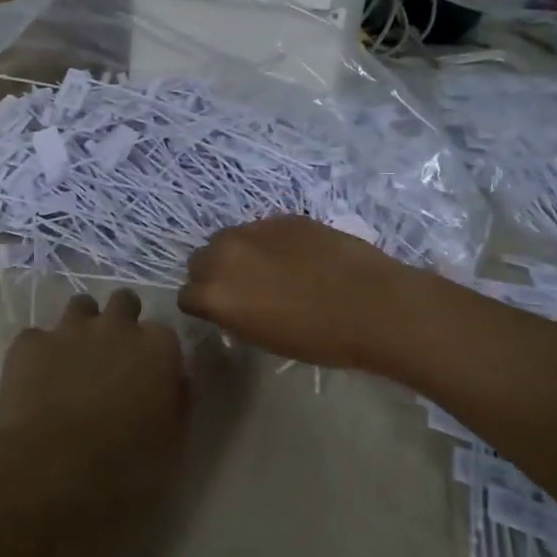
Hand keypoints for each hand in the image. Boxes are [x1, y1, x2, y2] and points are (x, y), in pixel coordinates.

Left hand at [0, 290, 189, 523]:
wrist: (52, 474)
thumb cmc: (125, 469)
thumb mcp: (172, 445)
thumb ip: (176, 403)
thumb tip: (174, 384)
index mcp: (158, 347)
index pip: (163, 335)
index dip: (154, 356)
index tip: (148, 378)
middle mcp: (116, 326)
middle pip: (123, 303)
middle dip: (120, 322)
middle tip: (112, 359)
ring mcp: (69, 330)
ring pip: (80, 307)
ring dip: (81, 327)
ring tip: (73, 361)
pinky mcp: (28, 344)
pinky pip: (36, 338)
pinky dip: (38, 354)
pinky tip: (35, 381)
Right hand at [178, 216, 427, 370]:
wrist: (370, 304)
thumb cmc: (318, 338)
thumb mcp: (263, 338)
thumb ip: (234, 315)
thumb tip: (231, 306)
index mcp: (214, 294)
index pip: (186, 296)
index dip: (204, 305)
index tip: (224, 312)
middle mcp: (223, 255)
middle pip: (200, 261)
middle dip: (214, 274)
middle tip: (244, 290)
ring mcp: (253, 231)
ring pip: (227, 239)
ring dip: (238, 253)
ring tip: (269, 269)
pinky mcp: (281, 217)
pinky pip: (260, 229)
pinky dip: (268, 242)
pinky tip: (296, 257)